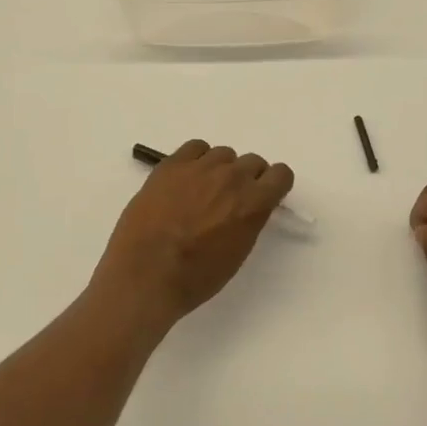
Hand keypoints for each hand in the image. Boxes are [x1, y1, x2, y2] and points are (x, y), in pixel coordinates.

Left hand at [93, 140, 294, 334]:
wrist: (145, 275)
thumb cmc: (194, 278)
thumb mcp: (237, 253)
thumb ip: (249, 220)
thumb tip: (246, 207)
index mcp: (253, 203)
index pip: (281, 174)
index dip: (273, 185)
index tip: (262, 197)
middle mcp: (232, 178)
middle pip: (253, 162)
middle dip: (246, 178)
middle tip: (228, 200)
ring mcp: (200, 167)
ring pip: (224, 154)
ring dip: (220, 169)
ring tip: (201, 191)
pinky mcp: (172, 164)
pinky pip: (196, 147)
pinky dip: (196, 159)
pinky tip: (186, 179)